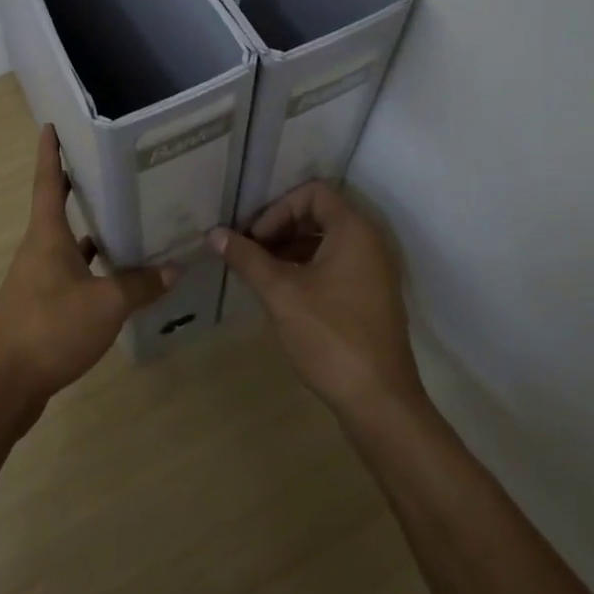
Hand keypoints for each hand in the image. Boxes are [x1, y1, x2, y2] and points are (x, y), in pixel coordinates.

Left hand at [0, 125, 174, 407]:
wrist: (5, 383)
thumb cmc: (51, 328)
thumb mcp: (105, 304)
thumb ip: (139, 285)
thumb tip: (173, 267)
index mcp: (46, 235)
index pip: (48, 182)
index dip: (50, 152)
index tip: (51, 125)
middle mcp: (37, 249)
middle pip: (56, 209)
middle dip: (77, 188)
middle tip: (106, 169)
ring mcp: (35, 278)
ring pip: (65, 244)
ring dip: (88, 232)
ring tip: (123, 221)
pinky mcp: (39, 306)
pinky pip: (68, 273)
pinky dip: (89, 269)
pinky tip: (114, 278)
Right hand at [207, 182, 421, 422]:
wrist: (379, 401)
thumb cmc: (330, 336)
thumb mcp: (280, 293)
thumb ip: (247, 258)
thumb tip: (214, 234)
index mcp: (354, 231)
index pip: (313, 192)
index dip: (278, 208)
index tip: (254, 238)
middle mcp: (370, 243)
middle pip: (319, 214)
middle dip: (280, 227)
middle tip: (250, 252)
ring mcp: (374, 272)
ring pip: (326, 241)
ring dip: (291, 249)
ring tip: (260, 273)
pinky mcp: (372, 297)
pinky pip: (336, 265)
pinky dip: (307, 268)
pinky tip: (282, 293)